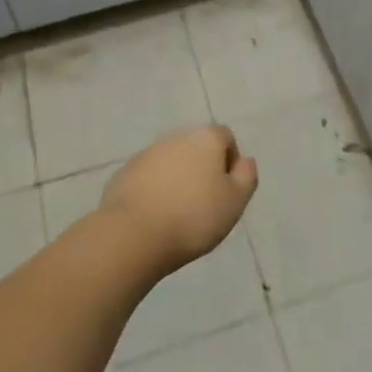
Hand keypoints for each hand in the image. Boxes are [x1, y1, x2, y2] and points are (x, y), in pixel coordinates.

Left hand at [99, 125, 257, 274]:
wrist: (134, 234)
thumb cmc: (194, 217)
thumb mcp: (235, 202)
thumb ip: (246, 176)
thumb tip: (245, 160)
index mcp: (205, 138)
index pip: (226, 138)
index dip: (231, 162)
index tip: (227, 191)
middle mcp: (176, 136)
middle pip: (197, 147)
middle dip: (203, 169)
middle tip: (205, 203)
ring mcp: (147, 153)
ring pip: (171, 161)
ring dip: (178, 178)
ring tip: (178, 212)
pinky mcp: (125, 172)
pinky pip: (148, 176)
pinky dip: (155, 189)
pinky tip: (155, 215)